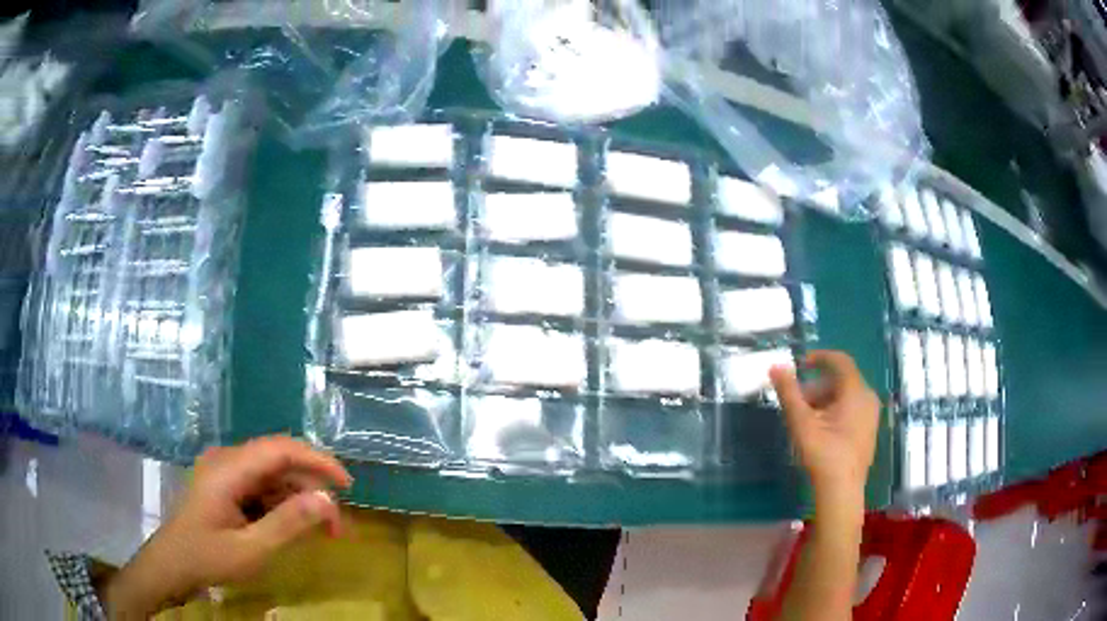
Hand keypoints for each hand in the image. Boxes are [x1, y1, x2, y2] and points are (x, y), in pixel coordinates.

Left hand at [102, 436, 351, 617]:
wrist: (172, 566)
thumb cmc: (207, 558)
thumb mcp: (251, 549)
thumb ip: (288, 523)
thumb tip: (327, 501)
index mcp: (228, 469)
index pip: (280, 449)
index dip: (317, 461)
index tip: (348, 485)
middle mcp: (226, 461)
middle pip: (278, 461)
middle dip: (312, 488)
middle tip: (337, 525)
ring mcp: (223, 472)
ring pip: (272, 475)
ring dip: (299, 499)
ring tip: (322, 531)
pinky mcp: (224, 485)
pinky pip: (260, 486)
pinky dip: (281, 505)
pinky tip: (292, 526)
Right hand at [770, 350, 879, 496]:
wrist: (842, 491)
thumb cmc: (823, 454)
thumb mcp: (801, 422)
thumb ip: (789, 393)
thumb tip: (775, 366)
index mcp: (856, 391)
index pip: (840, 361)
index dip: (819, 357)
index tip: (800, 364)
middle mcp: (868, 397)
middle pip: (841, 380)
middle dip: (817, 386)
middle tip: (797, 402)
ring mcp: (871, 415)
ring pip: (846, 396)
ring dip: (824, 400)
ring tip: (805, 419)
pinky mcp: (869, 430)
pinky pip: (852, 409)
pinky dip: (834, 410)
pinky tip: (820, 430)